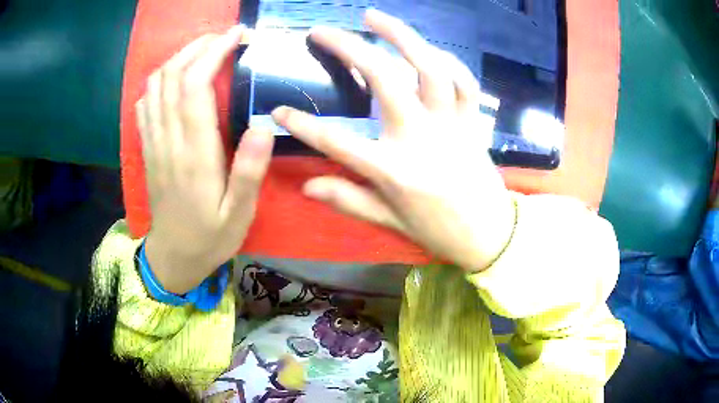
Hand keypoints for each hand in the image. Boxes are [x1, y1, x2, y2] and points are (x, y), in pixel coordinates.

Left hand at [136, 26, 273, 293]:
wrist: (173, 257)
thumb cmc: (210, 238)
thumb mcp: (239, 215)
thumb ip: (249, 172)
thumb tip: (261, 124)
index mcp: (193, 154)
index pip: (194, 86)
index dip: (213, 53)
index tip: (237, 36)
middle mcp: (168, 140)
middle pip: (172, 76)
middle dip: (197, 47)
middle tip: (225, 38)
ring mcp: (154, 142)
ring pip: (155, 85)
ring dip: (178, 59)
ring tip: (204, 51)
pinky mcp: (148, 147)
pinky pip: (146, 103)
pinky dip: (160, 81)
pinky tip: (176, 79)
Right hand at [272, 10, 514, 270]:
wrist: (490, 235)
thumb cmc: (438, 231)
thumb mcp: (389, 223)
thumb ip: (349, 200)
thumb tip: (307, 185)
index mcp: (395, 170)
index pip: (337, 141)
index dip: (302, 125)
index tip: (278, 111)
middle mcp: (422, 138)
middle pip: (383, 79)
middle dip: (348, 48)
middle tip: (323, 31)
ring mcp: (451, 124)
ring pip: (428, 67)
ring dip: (400, 35)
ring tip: (373, 16)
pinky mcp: (472, 121)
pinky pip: (464, 81)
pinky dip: (446, 60)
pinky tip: (427, 49)